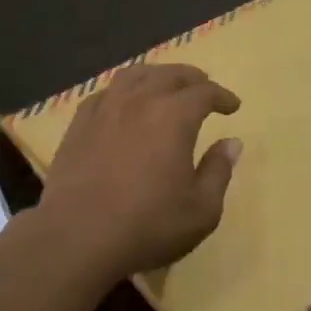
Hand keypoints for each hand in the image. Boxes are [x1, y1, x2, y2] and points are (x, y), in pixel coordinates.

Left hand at [37, 63, 242, 283]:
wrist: (77, 236)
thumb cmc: (147, 225)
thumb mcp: (200, 210)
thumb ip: (218, 171)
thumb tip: (232, 142)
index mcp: (173, 116)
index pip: (204, 92)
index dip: (222, 96)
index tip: (232, 106)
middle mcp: (140, 100)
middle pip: (169, 75)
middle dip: (191, 77)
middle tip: (203, 85)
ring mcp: (105, 108)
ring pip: (134, 75)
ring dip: (156, 74)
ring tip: (165, 83)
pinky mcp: (80, 123)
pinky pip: (105, 92)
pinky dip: (123, 90)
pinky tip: (123, 102)